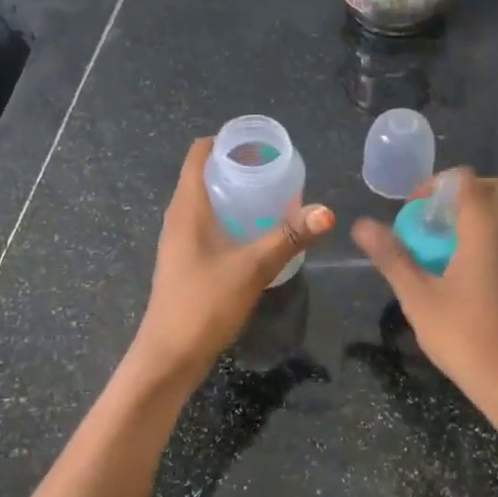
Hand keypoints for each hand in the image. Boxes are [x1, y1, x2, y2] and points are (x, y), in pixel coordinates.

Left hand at [131, 137, 333, 383]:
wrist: (169, 355)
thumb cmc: (204, 303)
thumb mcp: (253, 267)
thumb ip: (290, 237)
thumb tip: (327, 210)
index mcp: (187, 207)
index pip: (199, 154)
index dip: (226, 141)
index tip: (261, 144)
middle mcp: (179, 217)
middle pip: (205, 175)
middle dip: (239, 167)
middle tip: (277, 169)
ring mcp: (180, 241)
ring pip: (207, 202)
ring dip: (236, 194)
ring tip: (274, 196)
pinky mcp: (186, 261)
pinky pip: (209, 225)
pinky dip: (232, 218)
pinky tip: (257, 233)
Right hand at [352, 172, 497, 428]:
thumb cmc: (461, 335)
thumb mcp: (417, 296)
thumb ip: (391, 255)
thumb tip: (361, 224)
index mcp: (484, 228)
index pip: (466, 181)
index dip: (437, 185)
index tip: (415, 210)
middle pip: (497, 188)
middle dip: (466, 193)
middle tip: (438, 218)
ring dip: (492, 211)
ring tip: (464, 235)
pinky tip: (494, 259)